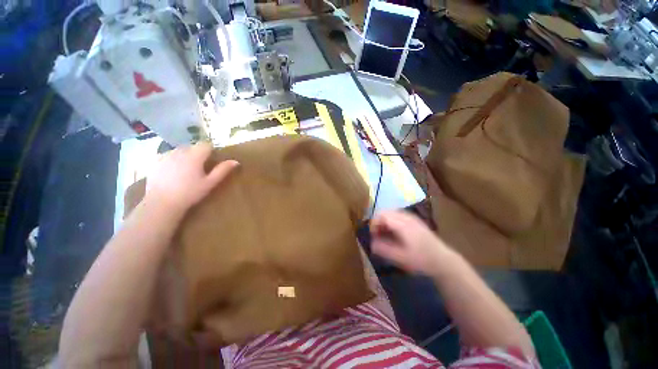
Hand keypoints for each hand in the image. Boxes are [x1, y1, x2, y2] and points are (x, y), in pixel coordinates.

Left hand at [145, 143, 238, 211]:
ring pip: (180, 150)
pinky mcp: (155, 161)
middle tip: (199, 168)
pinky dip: (173, 160)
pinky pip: (168, 155)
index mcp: (194, 156)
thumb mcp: (210, 183)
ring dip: (185, 156)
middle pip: (192, 147)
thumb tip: (236, 161)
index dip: (210, 151)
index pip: (206, 145)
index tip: (211, 161)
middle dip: (197, 154)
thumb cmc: (190, 193)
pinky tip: (173, 173)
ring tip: (185, 171)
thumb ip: (222, 170)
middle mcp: (179, 151)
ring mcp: (165, 155)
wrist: (162, 203)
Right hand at [370, 210, 453, 275]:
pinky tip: (394, 233)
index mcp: (402, 224)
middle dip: (378, 222)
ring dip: (384, 222)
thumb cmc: (421, 260)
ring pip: (391, 213)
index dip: (374, 223)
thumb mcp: (400, 258)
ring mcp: (411, 217)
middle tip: (377, 235)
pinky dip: (391, 222)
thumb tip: (371, 243)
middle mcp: (406, 217)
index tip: (372, 234)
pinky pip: (397, 216)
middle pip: (385, 212)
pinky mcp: (414, 220)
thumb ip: (383, 250)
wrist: (443, 260)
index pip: (382, 215)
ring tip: (384, 235)